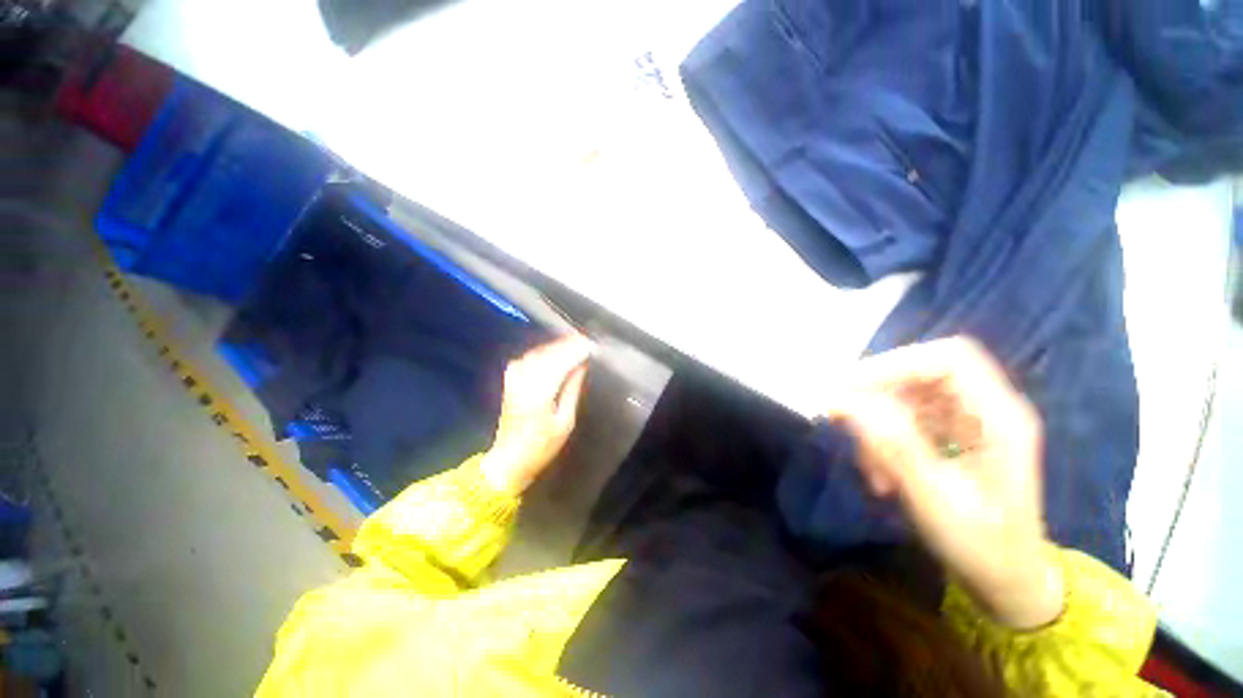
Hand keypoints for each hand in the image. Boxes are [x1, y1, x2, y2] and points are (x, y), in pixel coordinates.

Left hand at [479, 335, 591, 496]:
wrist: (509, 458)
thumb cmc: (542, 445)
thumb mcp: (565, 421)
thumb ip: (572, 389)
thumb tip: (581, 365)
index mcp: (539, 392)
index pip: (560, 361)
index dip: (576, 350)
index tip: (590, 344)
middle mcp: (524, 380)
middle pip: (549, 353)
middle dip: (567, 345)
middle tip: (585, 340)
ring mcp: (514, 378)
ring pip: (538, 352)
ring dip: (556, 346)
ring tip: (574, 342)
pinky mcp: (510, 378)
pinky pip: (529, 356)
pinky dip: (543, 351)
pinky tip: (553, 350)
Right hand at [827, 336, 1063, 628]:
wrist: (1006, 580)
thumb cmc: (982, 546)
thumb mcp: (936, 499)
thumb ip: (893, 445)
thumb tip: (845, 401)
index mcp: (999, 419)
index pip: (948, 359)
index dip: (895, 364)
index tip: (848, 388)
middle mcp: (985, 410)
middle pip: (922, 372)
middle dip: (876, 393)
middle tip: (840, 417)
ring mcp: (966, 422)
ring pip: (906, 396)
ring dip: (875, 424)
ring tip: (870, 469)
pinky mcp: (949, 435)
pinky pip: (903, 419)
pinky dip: (881, 440)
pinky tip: (879, 474)